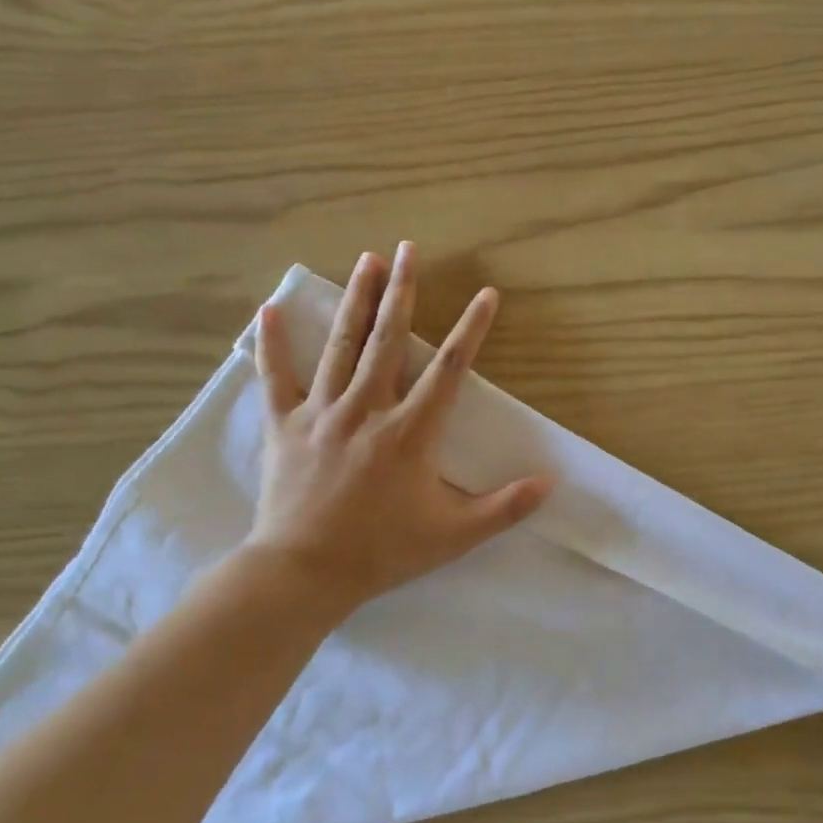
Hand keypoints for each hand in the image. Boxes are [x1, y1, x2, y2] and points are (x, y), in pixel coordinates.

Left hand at [244, 243, 552, 616]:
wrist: (305, 572)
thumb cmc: (383, 551)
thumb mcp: (455, 535)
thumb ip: (505, 507)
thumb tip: (551, 483)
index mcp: (410, 432)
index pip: (450, 369)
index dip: (472, 328)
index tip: (486, 294)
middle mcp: (367, 409)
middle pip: (389, 339)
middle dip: (402, 291)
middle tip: (409, 249)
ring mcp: (322, 413)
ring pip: (342, 345)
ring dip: (357, 300)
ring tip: (367, 260)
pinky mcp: (285, 425)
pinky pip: (277, 377)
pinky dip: (274, 343)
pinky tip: (271, 308)